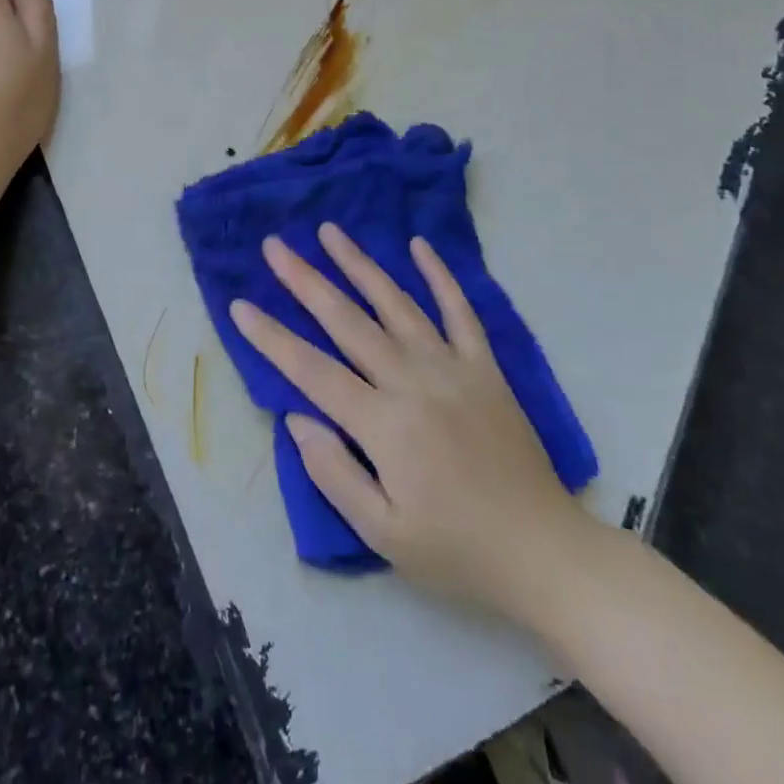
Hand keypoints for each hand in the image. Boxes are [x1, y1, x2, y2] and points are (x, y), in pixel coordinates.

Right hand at [231, 224, 594, 620]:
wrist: (544, 553)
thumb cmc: (456, 551)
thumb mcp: (384, 535)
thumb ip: (334, 473)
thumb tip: (296, 418)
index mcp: (383, 423)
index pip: (311, 369)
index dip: (271, 337)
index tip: (239, 305)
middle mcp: (412, 381)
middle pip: (347, 321)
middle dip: (305, 280)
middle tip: (274, 246)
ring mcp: (452, 367)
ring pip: (396, 303)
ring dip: (359, 264)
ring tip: (329, 231)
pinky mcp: (485, 367)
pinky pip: (460, 311)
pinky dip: (440, 275)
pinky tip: (419, 245)